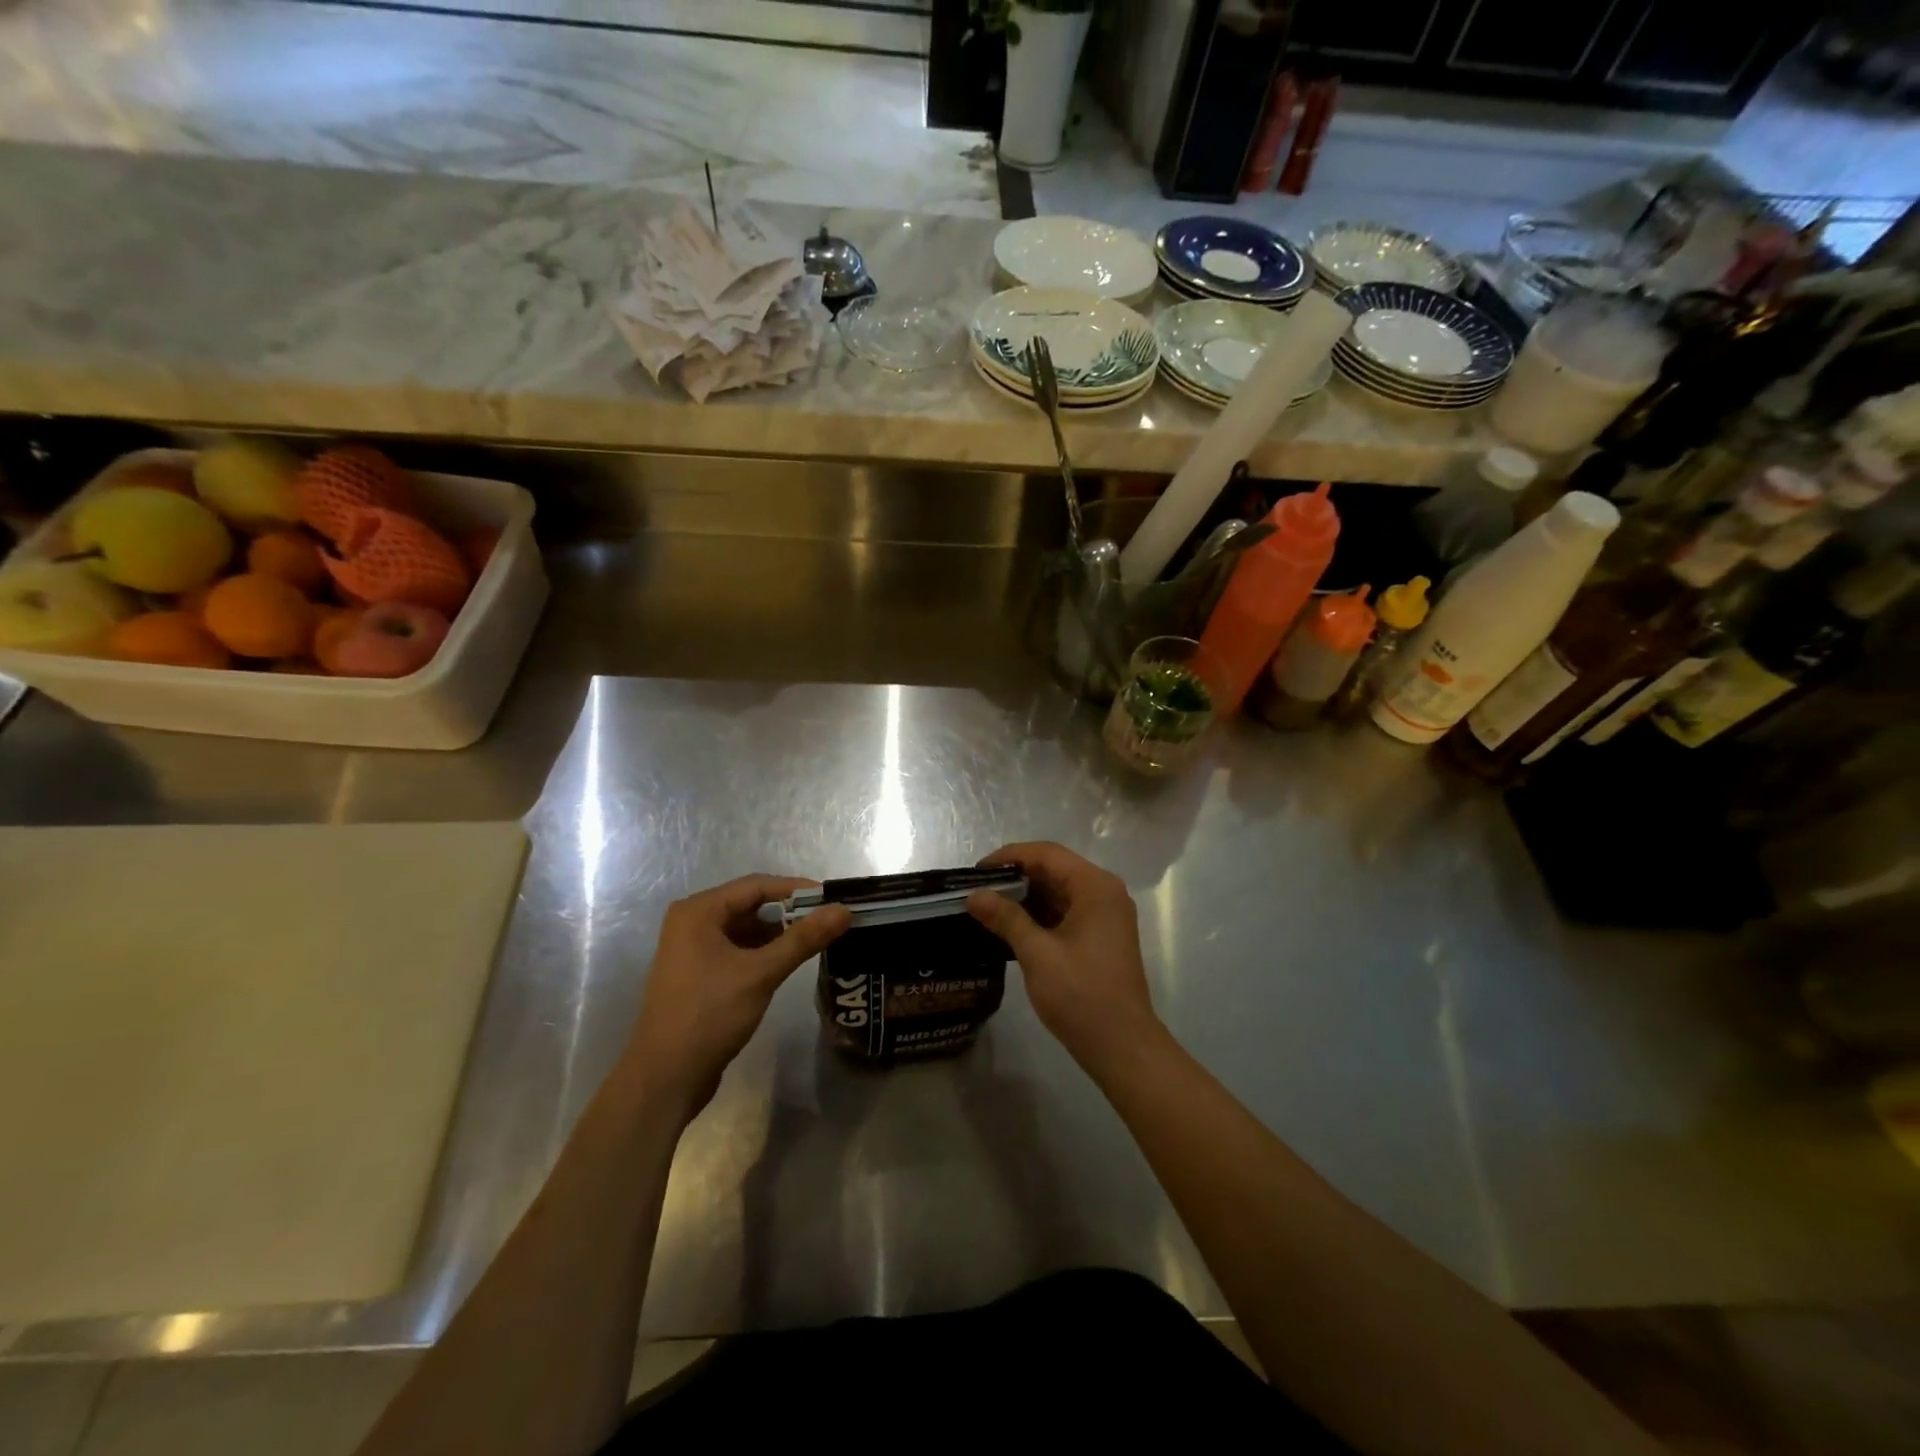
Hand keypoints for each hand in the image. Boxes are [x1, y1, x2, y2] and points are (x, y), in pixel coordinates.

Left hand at [623, 875, 849, 1115]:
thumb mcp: (760, 973)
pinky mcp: (700, 973)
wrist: (665, 1078)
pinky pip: (739, 950)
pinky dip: (764, 952)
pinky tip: (790, 962)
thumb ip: (803, 939)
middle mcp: (693, 922)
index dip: (797, 890)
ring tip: (818, 940)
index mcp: (699, 911)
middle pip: (752, 905)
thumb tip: (844, 910)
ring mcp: (694, 949)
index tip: (833, 899)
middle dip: (791, 912)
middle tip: (830, 920)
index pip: (757, 886)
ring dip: (779, 934)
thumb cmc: (709, 1015)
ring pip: (747, 929)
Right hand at [966, 842, 1163, 1076]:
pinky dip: (1040, 914)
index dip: (1009, 856)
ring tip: (988, 908)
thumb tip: (974, 895)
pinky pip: (1067, 912)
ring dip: (1026, 897)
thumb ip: (1006, 918)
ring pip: (1060, 891)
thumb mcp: (1037, 954)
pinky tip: (1011, 927)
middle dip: (1016, 877)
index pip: (1047, 854)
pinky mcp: (1102, 936)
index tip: (976, 872)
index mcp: (1095, 887)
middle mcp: (1104, 892)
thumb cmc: (1081, 995)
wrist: (1122, 1046)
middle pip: (1055, 869)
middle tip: (978, 891)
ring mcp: (1106, 915)